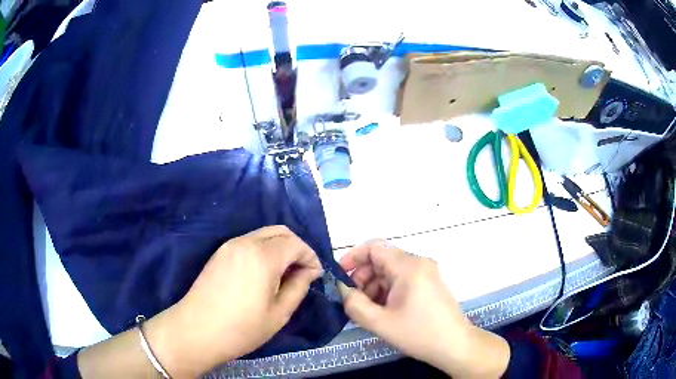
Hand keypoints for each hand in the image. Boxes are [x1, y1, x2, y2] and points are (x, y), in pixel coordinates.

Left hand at [145, 226, 322, 376]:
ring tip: (285, 274)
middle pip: (280, 231)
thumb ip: (298, 287)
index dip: (311, 257)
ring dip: (280, 248)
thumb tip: (308, 271)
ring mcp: (229, 245)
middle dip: (297, 247)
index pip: (296, 243)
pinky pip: (249, 242)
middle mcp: (245, 242)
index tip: (315, 275)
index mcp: (263, 256)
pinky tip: (264, 273)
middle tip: (303, 271)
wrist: (197, 331)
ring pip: (264, 234)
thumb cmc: (242, 328)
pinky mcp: (220, 253)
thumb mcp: (279, 313)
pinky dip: (264, 250)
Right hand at [338, 240, 509, 377]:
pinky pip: (402, 279)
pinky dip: (387, 290)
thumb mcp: (380, 322)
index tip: (340, 276)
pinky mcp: (429, 284)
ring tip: (366, 309)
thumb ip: (354, 304)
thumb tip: (342, 289)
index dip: (353, 257)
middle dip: (362, 276)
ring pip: (391, 271)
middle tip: (352, 299)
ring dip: (374, 285)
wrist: (454, 345)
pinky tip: (381, 310)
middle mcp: (419, 263)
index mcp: (409, 266)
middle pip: (382, 259)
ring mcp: (426, 273)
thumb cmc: (419, 333)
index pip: (374, 247)